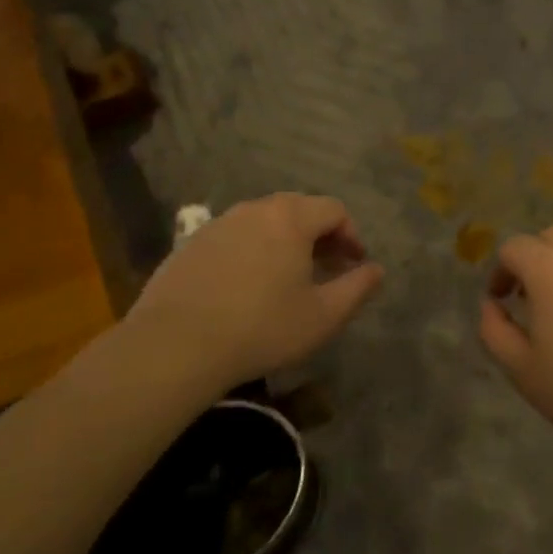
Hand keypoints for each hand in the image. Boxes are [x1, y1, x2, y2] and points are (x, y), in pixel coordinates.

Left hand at [126, 194, 383, 396]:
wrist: (176, 344)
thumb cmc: (262, 328)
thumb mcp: (323, 315)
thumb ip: (357, 288)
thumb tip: (376, 270)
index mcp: (290, 218)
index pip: (333, 209)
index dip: (352, 234)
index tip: (355, 263)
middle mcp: (254, 210)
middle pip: (298, 210)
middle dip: (320, 236)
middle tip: (327, 268)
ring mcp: (218, 224)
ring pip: (263, 223)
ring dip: (284, 242)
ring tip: (288, 278)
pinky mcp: (190, 244)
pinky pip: (234, 238)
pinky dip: (251, 252)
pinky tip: (247, 287)